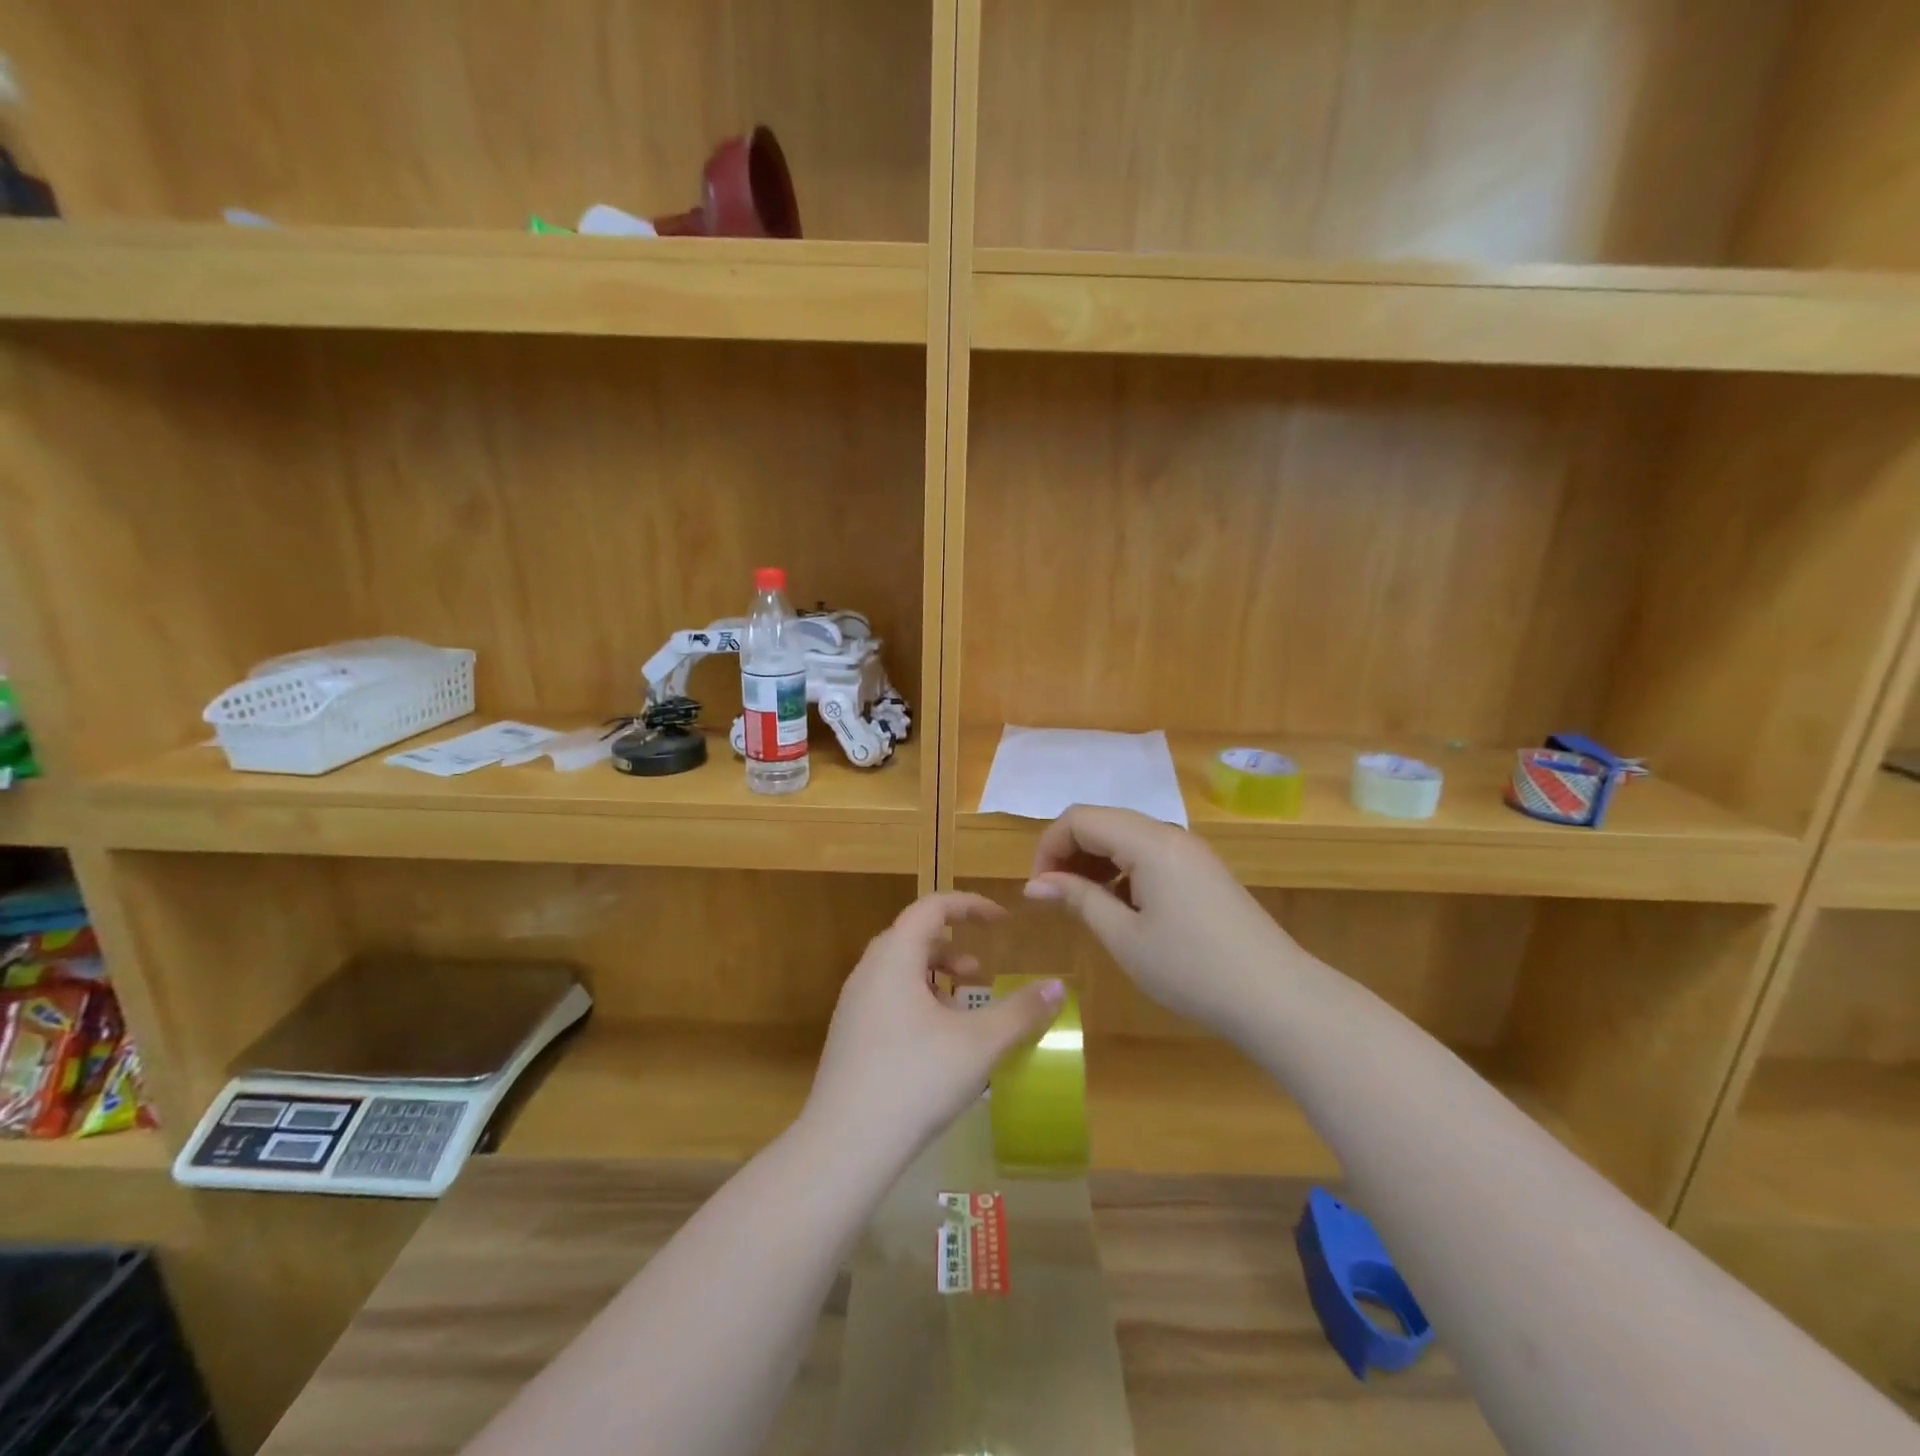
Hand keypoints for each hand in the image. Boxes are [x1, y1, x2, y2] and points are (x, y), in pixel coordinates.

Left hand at [802, 892, 1065, 1162]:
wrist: (844, 1146)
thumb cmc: (916, 1081)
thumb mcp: (979, 1045)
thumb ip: (1020, 1011)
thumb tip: (1057, 986)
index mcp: (894, 958)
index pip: (931, 907)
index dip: (969, 905)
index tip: (1001, 920)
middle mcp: (868, 972)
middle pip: (912, 936)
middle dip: (952, 945)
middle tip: (981, 972)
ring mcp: (853, 1005)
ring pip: (898, 970)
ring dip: (935, 976)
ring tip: (964, 1007)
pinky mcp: (848, 1036)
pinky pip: (887, 997)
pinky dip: (917, 1000)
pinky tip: (937, 1042)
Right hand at [1024, 806, 1300, 1034]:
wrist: (1276, 997)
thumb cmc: (1191, 969)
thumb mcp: (1124, 937)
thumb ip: (1078, 899)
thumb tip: (1035, 884)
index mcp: (1149, 842)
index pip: (1080, 818)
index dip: (1049, 847)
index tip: (1040, 890)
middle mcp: (1170, 834)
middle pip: (1103, 821)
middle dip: (1069, 852)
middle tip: (1056, 898)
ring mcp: (1190, 851)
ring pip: (1126, 837)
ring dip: (1095, 861)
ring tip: (1085, 905)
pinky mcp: (1202, 870)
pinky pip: (1150, 854)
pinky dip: (1123, 870)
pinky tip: (1122, 907)